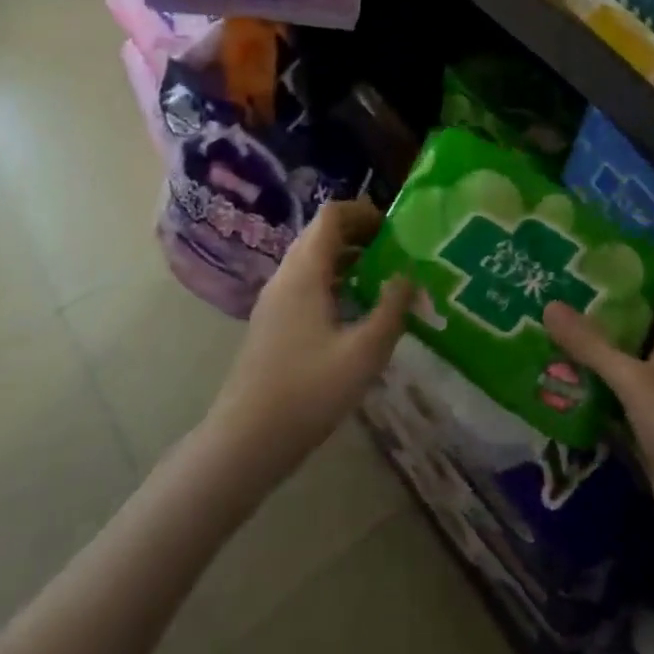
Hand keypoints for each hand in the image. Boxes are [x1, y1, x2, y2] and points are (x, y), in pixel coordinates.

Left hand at [204, 198, 414, 489]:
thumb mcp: (365, 352)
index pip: (331, 215)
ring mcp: (274, 300)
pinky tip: (354, 312)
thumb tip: (408, 276)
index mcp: (305, 272)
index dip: (364, 212)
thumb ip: (392, 309)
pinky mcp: (272, 323)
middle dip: (359, 234)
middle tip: (394, 251)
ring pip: (312, 260)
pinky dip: (333, 281)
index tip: (394, 228)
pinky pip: (305, 284)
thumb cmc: (308, 392)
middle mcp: (286, 276)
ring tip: (381, 279)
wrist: (245, 442)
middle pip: (321, 234)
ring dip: (346, 259)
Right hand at [544, 262, 653, 557]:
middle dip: (616, 304)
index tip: (647, 242)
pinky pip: (612, 402)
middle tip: (574, 279)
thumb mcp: (635, 381)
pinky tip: (558, 380)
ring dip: (597, 348)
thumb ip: (593, 346)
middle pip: (645, 326)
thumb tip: (550, 305)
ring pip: (624, 364)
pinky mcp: (644, 434)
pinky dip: (590, 391)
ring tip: (555, 321)